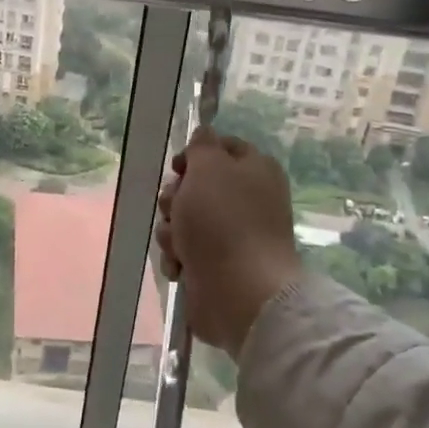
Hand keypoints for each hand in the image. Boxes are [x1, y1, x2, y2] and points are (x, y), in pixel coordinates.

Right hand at [155, 128, 302, 355]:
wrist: (239, 292)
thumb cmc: (223, 220)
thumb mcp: (209, 167)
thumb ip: (202, 145)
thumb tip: (204, 135)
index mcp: (255, 170)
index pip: (222, 147)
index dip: (195, 154)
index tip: (177, 167)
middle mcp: (247, 200)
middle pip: (197, 185)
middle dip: (175, 198)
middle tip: (176, 208)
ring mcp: (232, 235)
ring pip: (185, 220)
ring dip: (173, 231)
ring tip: (179, 245)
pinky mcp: (217, 266)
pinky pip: (186, 251)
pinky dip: (178, 257)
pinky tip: (181, 267)